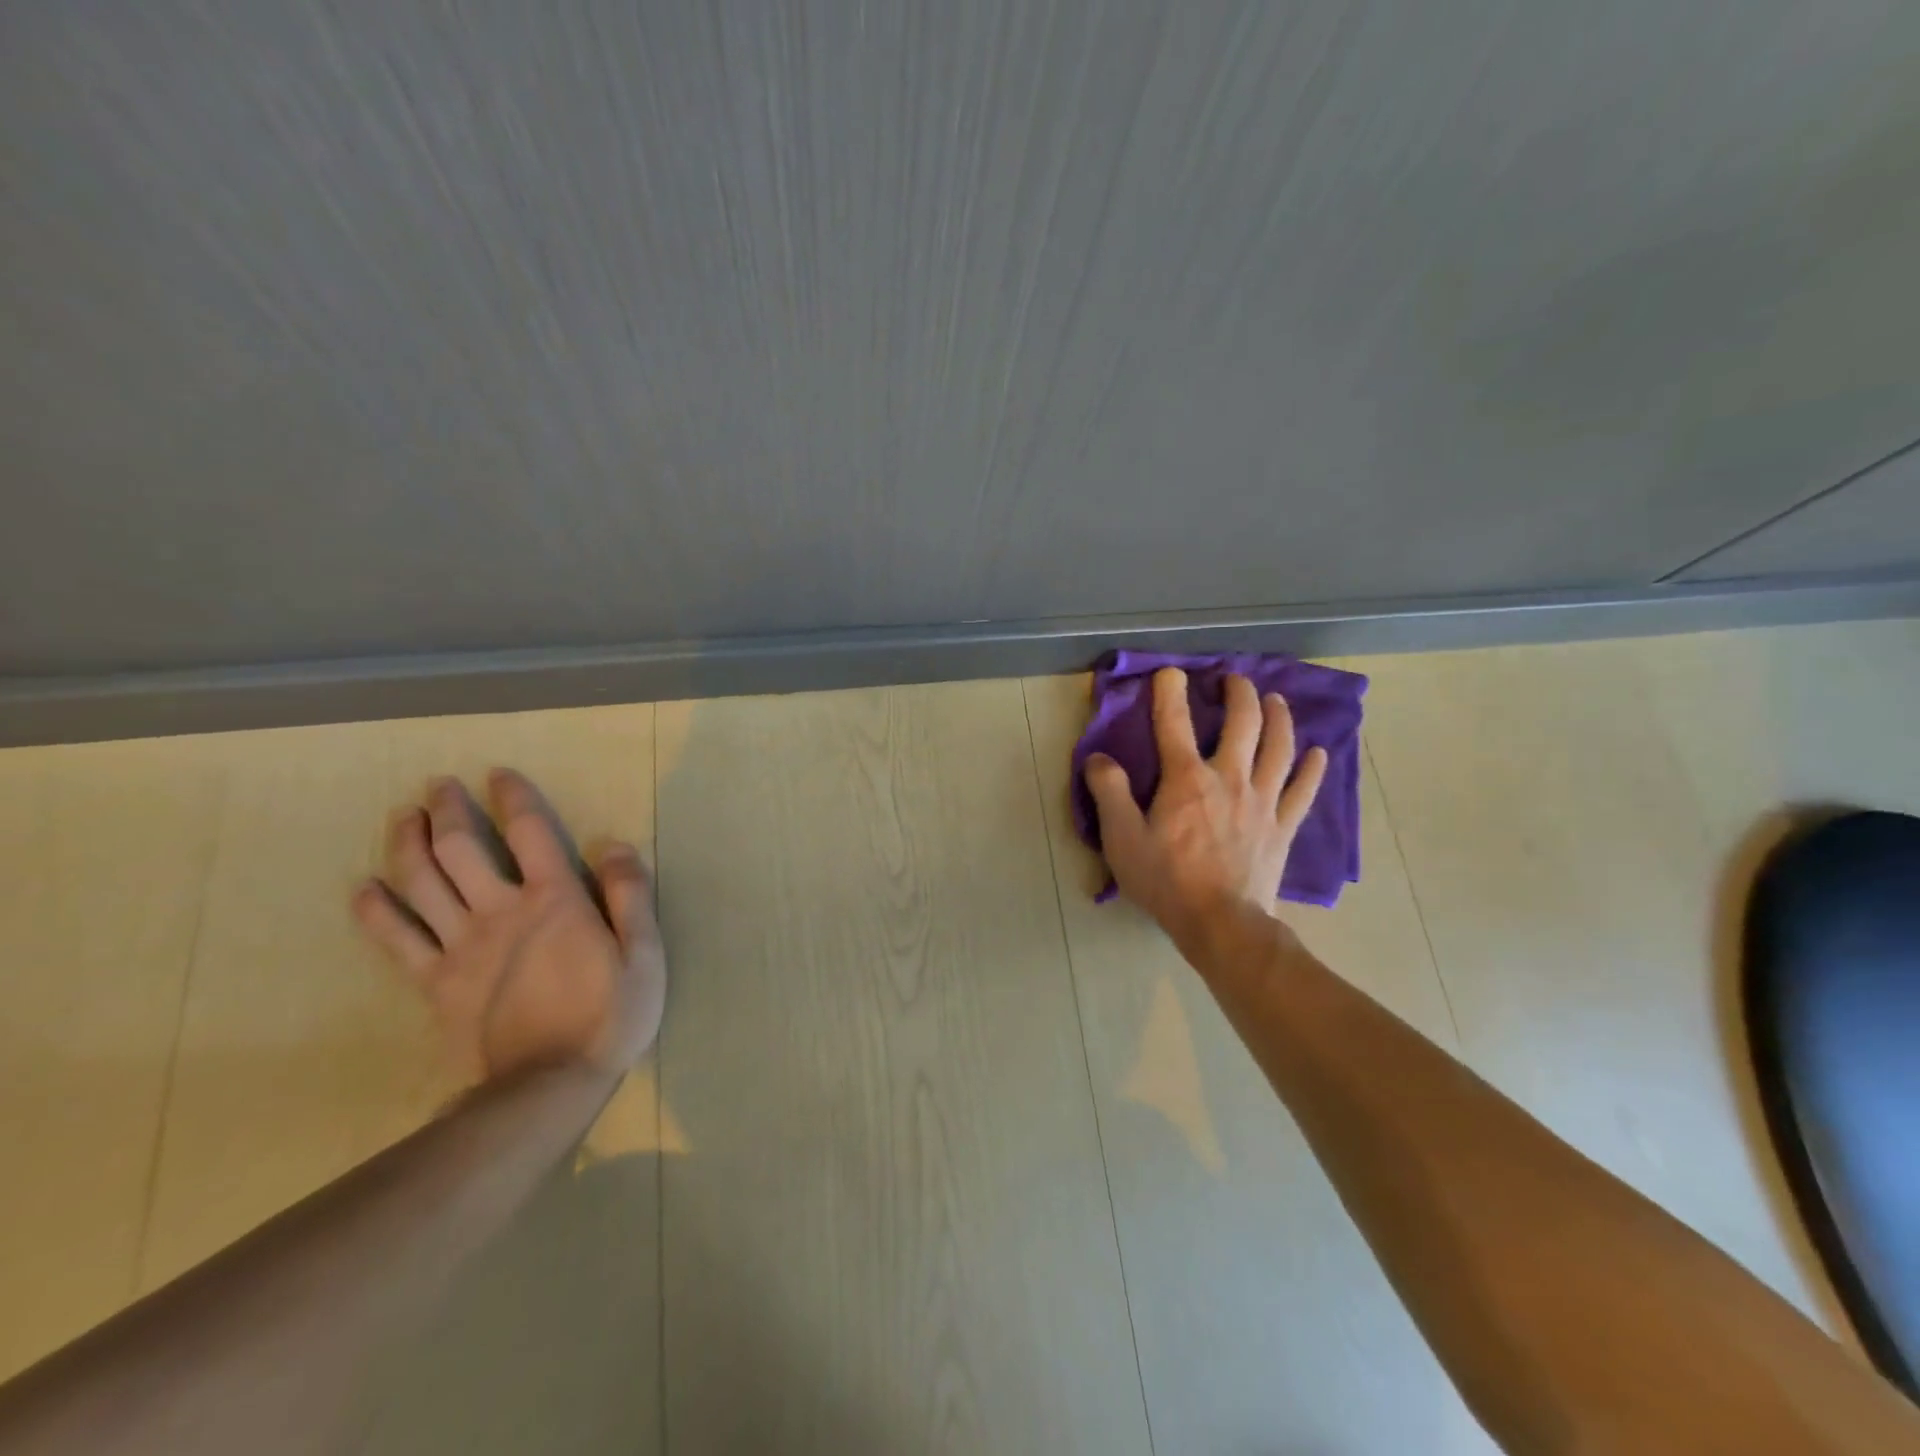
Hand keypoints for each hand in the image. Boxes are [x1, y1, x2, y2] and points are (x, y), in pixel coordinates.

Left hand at [352, 768, 666, 1084]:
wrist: (547, 1087)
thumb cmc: (608, 1016)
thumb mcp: (644, 954)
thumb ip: (631, 896)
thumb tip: (613, 844)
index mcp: (555, 901)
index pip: (530, 833)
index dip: (514, 798)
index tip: (498, 774)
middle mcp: (501, 912)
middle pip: (462, 849)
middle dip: (448, 811)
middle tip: (437, 786)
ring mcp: (461, 947)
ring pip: (422, 884)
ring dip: (408, 845)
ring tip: (404, 818)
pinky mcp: (436, 983)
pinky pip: (397, 941)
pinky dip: (377, 912)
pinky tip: (364, 889)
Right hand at [1086, 668, 1326, 954]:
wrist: (1221, 924)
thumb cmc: (1166, 880)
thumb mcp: (1122, 839)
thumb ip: (1109, 792)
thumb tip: (1099, 757)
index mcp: (1187, 779)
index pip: (1174, 724)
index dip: (1170, 693)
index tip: (1170, 672)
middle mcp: (1230, 778)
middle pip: (1243, 723)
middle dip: (1239, 694)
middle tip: (1234, 679)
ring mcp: (1263, 801)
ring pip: (1278, 747)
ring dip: (1279, 718)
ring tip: (1276, 700)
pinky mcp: (1282, 826)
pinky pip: (1303, 790)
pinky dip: (1312, 768)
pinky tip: (1318, 752)